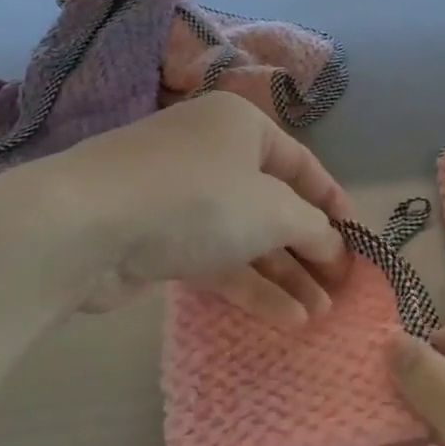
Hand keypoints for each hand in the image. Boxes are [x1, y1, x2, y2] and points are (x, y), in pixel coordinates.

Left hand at [5, 92, 354, 324]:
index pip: (302, 164)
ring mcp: (182, 197)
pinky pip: (216, 259)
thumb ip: (313, 228)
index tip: (358, 240)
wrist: (86, 226)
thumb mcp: (273, 209)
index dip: (333, 202)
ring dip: (284, 275)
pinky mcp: (160, 238)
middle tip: (340, 289)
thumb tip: (334, 246)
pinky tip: (286, 318)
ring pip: (245, 237)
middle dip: (309, 249)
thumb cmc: (197, 198)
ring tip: (320, 316)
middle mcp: (212, 153)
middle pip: (274, 204)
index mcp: (241, 126)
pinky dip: (249, 285)